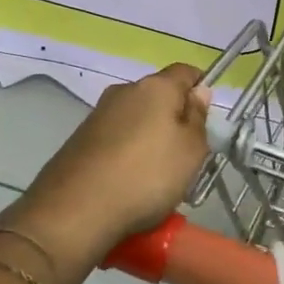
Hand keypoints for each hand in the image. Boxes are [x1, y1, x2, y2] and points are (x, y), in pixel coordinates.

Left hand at [6, 63, 211, 264]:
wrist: (75, 211)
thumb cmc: (147, 176)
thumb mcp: (191, 151)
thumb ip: (198, 118)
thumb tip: (199, 91)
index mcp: (155, 86)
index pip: (186, 72)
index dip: (201, 89)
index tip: (207, 120)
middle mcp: (124, 91)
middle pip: (159, 95)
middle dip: (175, 118)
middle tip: (186, 155)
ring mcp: (98, 114)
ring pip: (136, 118)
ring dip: (150, 138)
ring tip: (157, 175)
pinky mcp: (80, 139)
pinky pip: (116, 138)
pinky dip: (127, 153)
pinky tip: (129, 182)